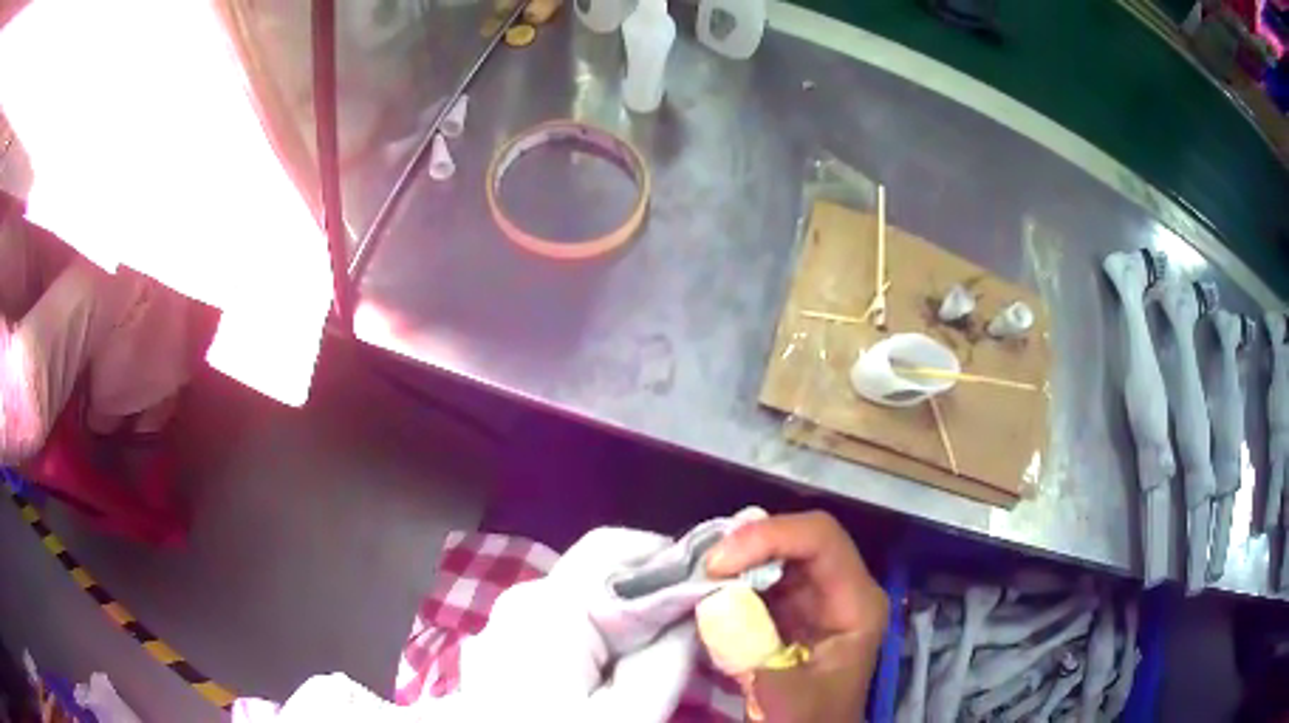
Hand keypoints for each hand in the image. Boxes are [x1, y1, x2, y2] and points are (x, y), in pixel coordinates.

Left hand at [461, 527, 697, 722]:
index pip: (621, 550)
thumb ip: (669, 655)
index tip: (724, 586)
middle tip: (705, 624)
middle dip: (658, 591)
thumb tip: (701, 604)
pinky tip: (625, 665)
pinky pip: (566, 624)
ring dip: (634, 616)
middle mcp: (523, 602)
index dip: (678, 561)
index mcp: (549, 608)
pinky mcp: (508, 647)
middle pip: (603, 571)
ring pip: (586, 599)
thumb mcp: (629, 714)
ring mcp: (508, 624)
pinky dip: (604, 634)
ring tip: (674, 648)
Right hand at [707, 511, 887, 722]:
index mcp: (856, 603)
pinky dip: (726, 581)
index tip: (716, 564)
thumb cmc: (811, 721)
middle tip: (696, 570)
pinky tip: (701, 593)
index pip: (821, 539)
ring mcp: (813, 597)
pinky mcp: (787, 610)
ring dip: (731, 561)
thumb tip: (714, 601)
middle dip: (744, 546)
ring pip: (773, 554)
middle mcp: (839, 588)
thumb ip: (756, 654)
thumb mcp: (787, 699)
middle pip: (795, 539)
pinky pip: (756, 578)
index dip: (769, 537)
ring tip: (691, 578)